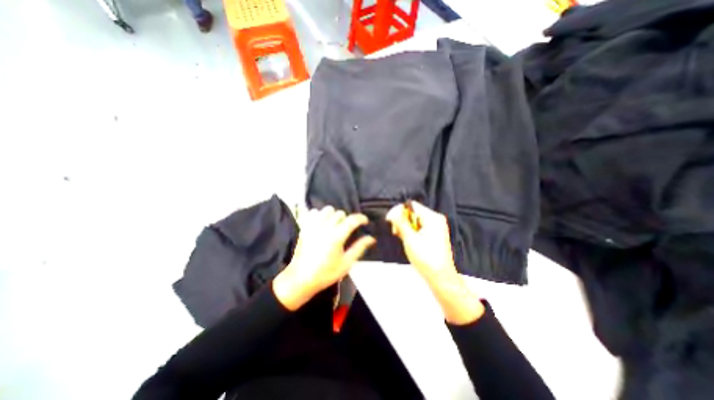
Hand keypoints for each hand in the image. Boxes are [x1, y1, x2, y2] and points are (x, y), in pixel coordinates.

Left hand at [273, 208, 375, 309]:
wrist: (301, 279)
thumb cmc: (326, 273)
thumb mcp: (346, 263)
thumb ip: (359, 248)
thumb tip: (371, 238)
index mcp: (336, 237)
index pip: (352, 220)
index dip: (361, 218)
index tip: (365, 221)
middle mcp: (325, 228)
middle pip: (340, 213)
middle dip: (347, 219)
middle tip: (348, 229)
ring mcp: (313, 226)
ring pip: (327, 210)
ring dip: (334, 215)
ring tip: (335, 225)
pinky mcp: (304, 227)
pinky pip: (313, 212)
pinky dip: (320, 214)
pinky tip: (322, 223)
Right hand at [386, 201, 484, 325]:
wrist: (441, 277)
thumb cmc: (426, 258)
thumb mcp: (410, 239)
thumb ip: (400, 223)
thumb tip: (391, 212)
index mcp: (432, 218)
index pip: (411, 205)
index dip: (398, 211)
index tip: (390, 222)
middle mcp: (436, 219)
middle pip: (413, 211)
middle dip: (402, 220)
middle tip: (396, 232)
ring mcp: (436, 226)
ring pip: (415, 219)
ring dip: (405, 226)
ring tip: (401, 237)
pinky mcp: (434, 233)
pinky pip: (419, 226)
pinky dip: (411, 230)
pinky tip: (408, 239)